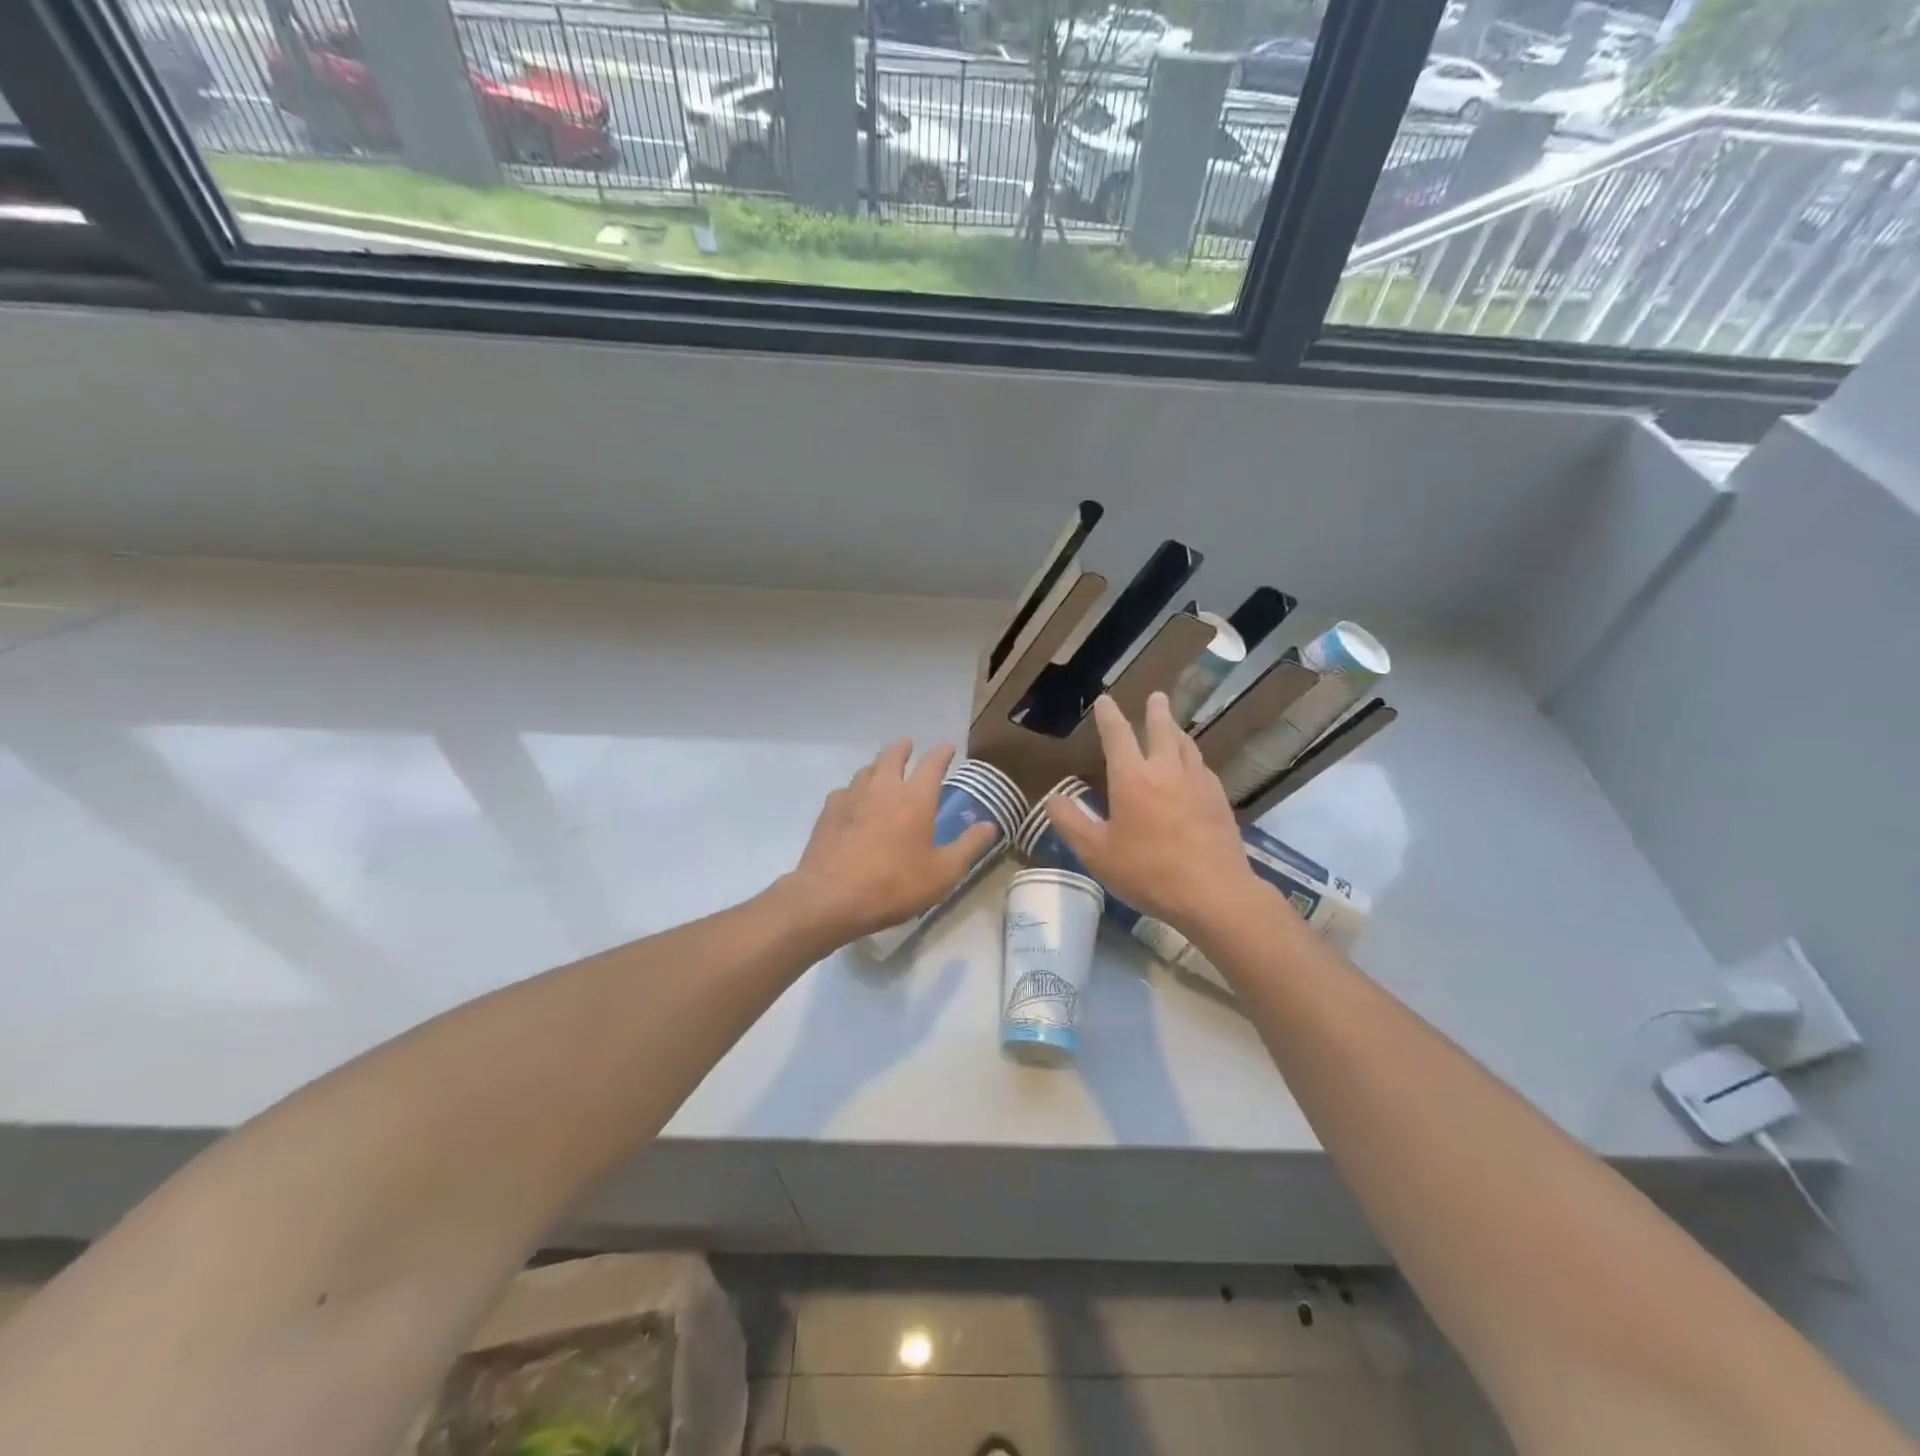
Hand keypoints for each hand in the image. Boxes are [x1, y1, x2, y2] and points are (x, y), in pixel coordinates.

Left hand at [783, 740, 998, 944]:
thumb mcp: (943, 873)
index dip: (942, 753)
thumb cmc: (894, 885)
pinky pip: (845, 790)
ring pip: (867, 769)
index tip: (947, 748)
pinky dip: (855, 790)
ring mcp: (852, 796)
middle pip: (893, 755)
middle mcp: (883, 787)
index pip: (932, 763)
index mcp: (915, 798)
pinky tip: (854, 802)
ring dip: (878, 765)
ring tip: (883, 770)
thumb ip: (968, 846)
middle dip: (903, 748)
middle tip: (909, 746)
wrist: (831, 897)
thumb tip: (989, 825)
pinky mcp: (828, 811)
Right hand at [1046, 693, 1259, 931]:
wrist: (1213, 893)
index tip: (1105, 700)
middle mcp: (1166, 770)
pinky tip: (1194, 768)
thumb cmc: (1148, 872)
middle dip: (1156, 711)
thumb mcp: (1096, 853)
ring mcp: (1198, 783)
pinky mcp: (1219, 800)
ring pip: (1187, 745)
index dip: (1109, 715)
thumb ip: (1071, 823)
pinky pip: (1202, 768)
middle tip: (1156, 697)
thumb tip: (1053, 799)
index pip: (1117, 735)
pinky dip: (1193, 758)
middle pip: (1162, 729)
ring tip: (1174, 726)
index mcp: (1132, 778)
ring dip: (1177, 731)